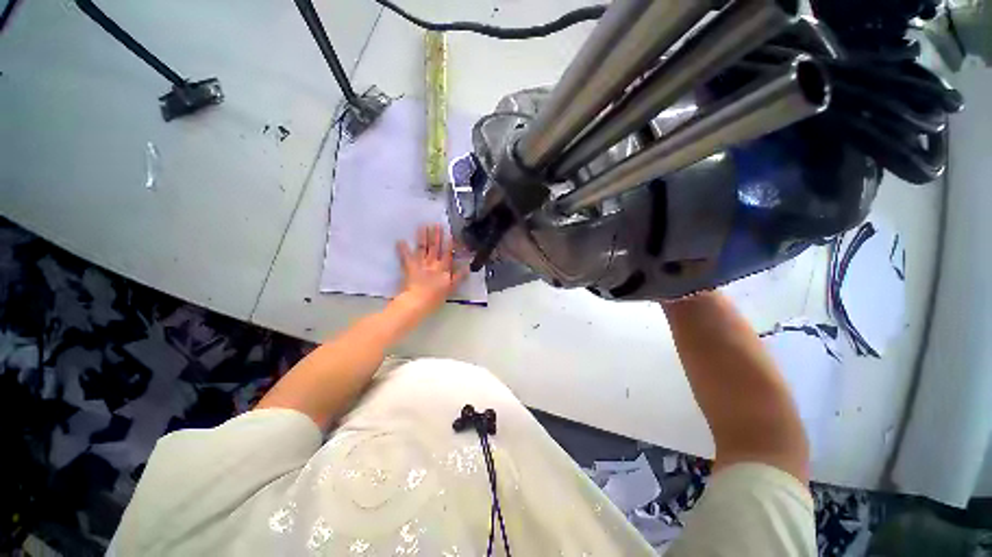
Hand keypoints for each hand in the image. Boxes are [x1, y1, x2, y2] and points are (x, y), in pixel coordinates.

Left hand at [396, 224, 466, 313]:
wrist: (419, 301)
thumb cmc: (436, 297)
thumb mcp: (451, 288)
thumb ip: (459, 277)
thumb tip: (468, 267)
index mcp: (443, 268)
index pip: (447, 254)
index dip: (448, 244)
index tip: (449, 233)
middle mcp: (432, 263)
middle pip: (435, 248)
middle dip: (436, 235)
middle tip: (436, 224)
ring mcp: (420, 264)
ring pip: (422, 248)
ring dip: (422, 237)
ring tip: (422, 226)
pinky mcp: (409, 267)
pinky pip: (405, 257)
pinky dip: (402, 249)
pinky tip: (400, 240)